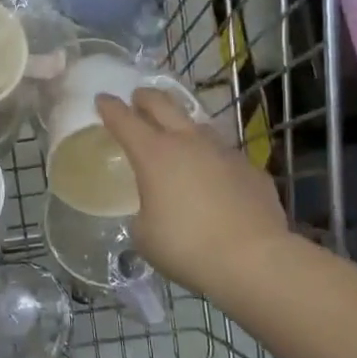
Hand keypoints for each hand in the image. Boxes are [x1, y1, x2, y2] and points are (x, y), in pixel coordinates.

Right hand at [97, 88, 289, 298]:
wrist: (254, 260)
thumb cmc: (187, 247)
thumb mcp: (145, 235)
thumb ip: (144, 212)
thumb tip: (154, 209)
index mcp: (154, 155)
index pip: (124, 120)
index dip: (110, 107)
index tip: (102, 98)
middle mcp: (188, 142)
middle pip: (163, 104)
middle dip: (145, 97)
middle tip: (137, 98)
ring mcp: (224, 152)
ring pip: (199, 125)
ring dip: (183, 126)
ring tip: (179, 137)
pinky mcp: (251, 169)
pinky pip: (226, 157)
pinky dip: (214, 161)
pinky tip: (216, 180)